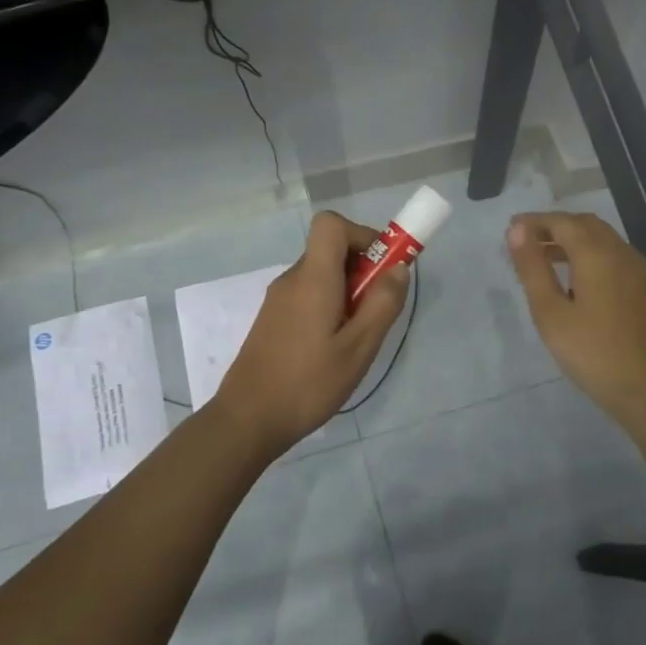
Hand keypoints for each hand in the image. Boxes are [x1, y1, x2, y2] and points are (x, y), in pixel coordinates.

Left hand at [212, 211, 410, 455]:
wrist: (248, 420)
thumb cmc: (308, 383)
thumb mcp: (358, 348)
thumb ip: (382, 304)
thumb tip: (398, 267)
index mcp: (312, 278)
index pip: (330, 224)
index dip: (362, 235)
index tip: (382, 268)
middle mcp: (292, 280)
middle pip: (330, 250)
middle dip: (362, 270)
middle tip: (376, 312)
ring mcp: (278, 300)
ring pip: (321, 276)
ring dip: (347, 292)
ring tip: (356, 338)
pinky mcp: (273, 320)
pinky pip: (308, 296)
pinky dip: (329, 307)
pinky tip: (333, 350)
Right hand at [507, 212, 645, 428]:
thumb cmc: (592, 352)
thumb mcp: (550, 312)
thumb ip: (532, 268)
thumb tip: (516, 230)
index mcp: (597, 254)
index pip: (562, 222)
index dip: (534, 222)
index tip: (510, 230)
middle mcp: (621, 252)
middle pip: (584, 224)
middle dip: (553, 226)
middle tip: (524, 241)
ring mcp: (637, 270)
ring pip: (601, 239)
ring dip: (571, 239)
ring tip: (541, 256)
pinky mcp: (643, 287)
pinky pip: (612, 255)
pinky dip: (587, 253)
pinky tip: (572, 277)